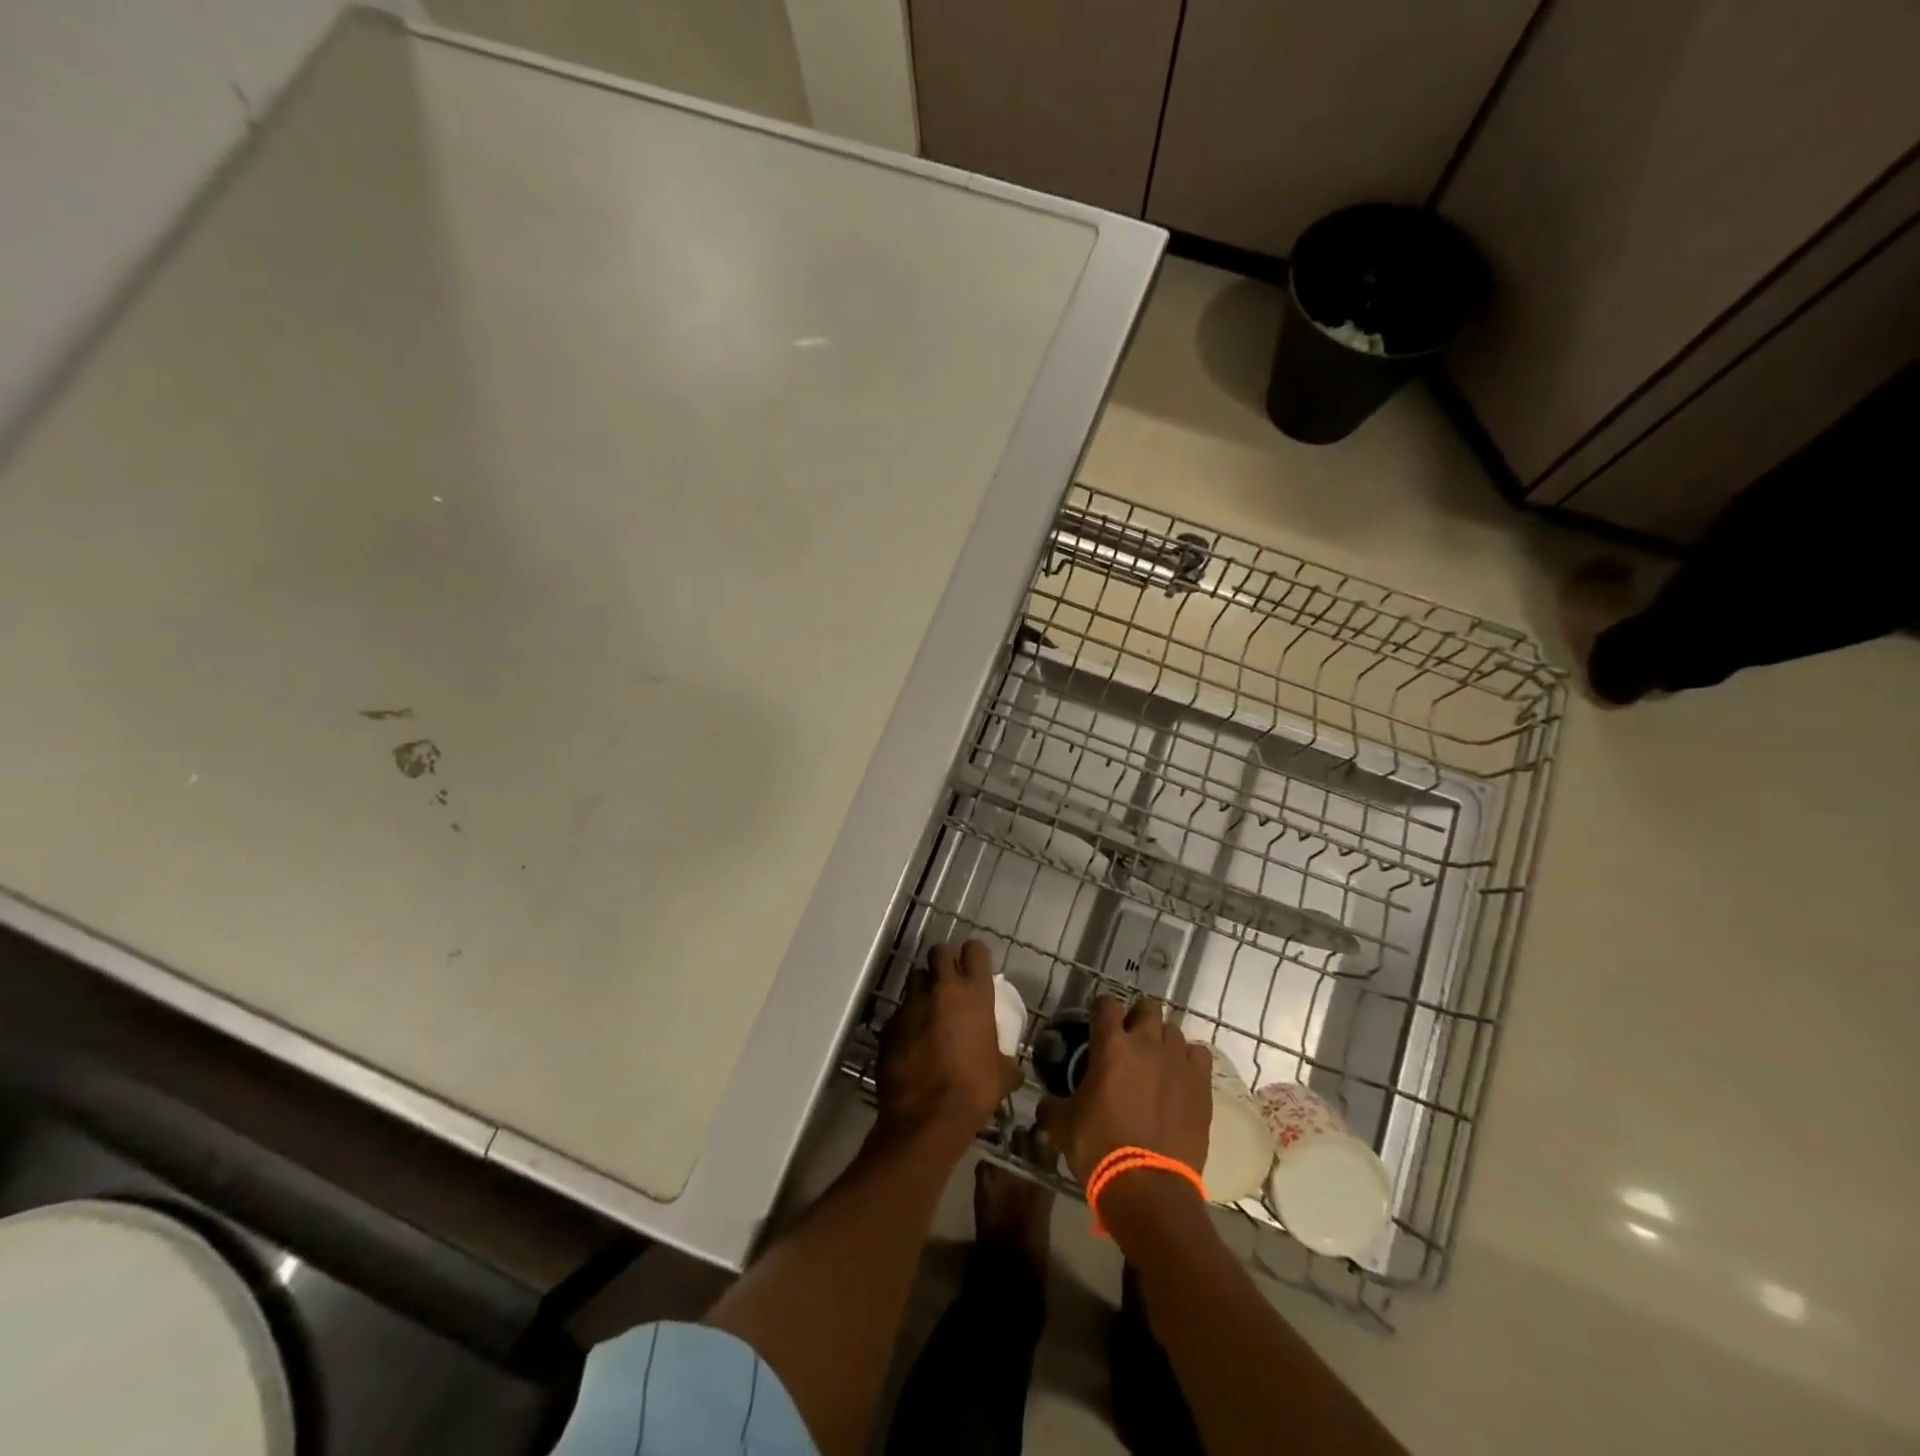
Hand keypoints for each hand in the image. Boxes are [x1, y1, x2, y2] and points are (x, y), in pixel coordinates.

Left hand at [875, 941, 1018, 1151]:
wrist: (926, 1118)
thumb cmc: (973, 1090)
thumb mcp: (1003, 1075)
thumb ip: (1007, 1059)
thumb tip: (1013, 1065)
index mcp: (974, 993)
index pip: (975, 950)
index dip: (975, 955)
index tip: (976, 967)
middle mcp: (941, 988)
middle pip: (939, 952)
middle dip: (944, 962)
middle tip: (949, 981)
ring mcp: (911, 1004)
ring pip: (915, 978)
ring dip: (923, 989)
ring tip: (929, 1010)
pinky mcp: (889, 1024)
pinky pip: (900, 1012)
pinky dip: (907, 1020)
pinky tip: (912, 1041)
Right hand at [1037, 996, 1211, 1184]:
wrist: (1148, 1187)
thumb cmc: (1100, 1148)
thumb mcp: (1063, 1126)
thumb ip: (1052, 1105)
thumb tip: (1045, 1103)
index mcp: (1110, 1045)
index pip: (1106, 1004)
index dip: (1101, 1010)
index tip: (1097, 1023)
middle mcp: (1146, 1043)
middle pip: (1148, 1007)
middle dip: (1138, 1017)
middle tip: (1129, 1039)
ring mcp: (1178, 1061)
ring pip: (1174, 1030)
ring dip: (1163, 1040)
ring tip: (1156, 1061)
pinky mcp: (1202, 1084)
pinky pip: (1199, 1055)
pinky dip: (1189, 1060)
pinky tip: (1181, 1076)